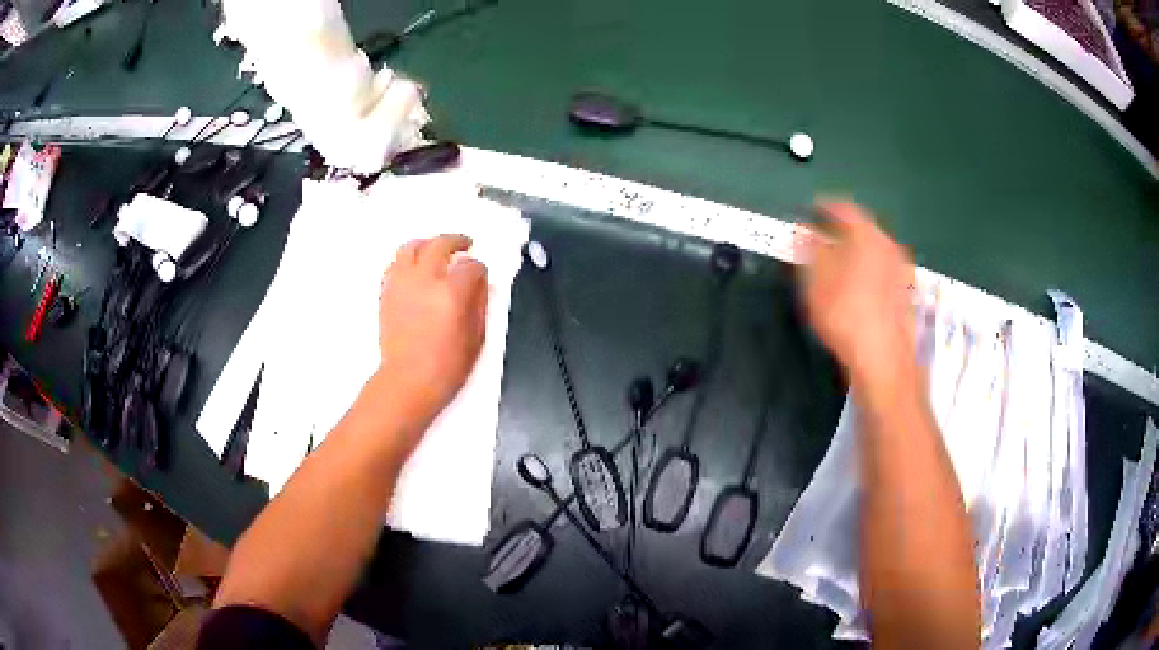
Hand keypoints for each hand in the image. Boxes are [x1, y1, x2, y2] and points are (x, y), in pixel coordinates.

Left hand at [374, 234, 488, 433]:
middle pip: (440, 244)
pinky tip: (416, 269)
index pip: (471, 266)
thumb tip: (481, 284)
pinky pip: (396, 264)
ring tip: (436, 250)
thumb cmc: (447, 367)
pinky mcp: (386, 292)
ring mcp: (402, 284)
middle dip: (456, 241)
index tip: (481, 276)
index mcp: (452, 293)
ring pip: (412, 247)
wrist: (407, 381)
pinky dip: (408, 260)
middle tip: (465, 245)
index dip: (480, 269)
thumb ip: (480, 305)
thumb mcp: (476, 339)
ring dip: (428, 244)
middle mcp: (425, 280)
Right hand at [797, 202, 915, 386]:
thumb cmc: (845, 313)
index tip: (810, 211)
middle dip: (841, 233)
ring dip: (856, 254)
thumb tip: (803, 230)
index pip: (843, 209)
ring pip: (874, 252)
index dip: (824, 208)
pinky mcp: (907, 295)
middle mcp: (889, 245)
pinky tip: (857, 291)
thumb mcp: (815, 279)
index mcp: (866, 233)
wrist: (884, 358)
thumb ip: (809, 249)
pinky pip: (883, 272)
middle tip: (821, 241)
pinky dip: (868, 273)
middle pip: (863, 230)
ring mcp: (902, 271)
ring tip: (837, 268)